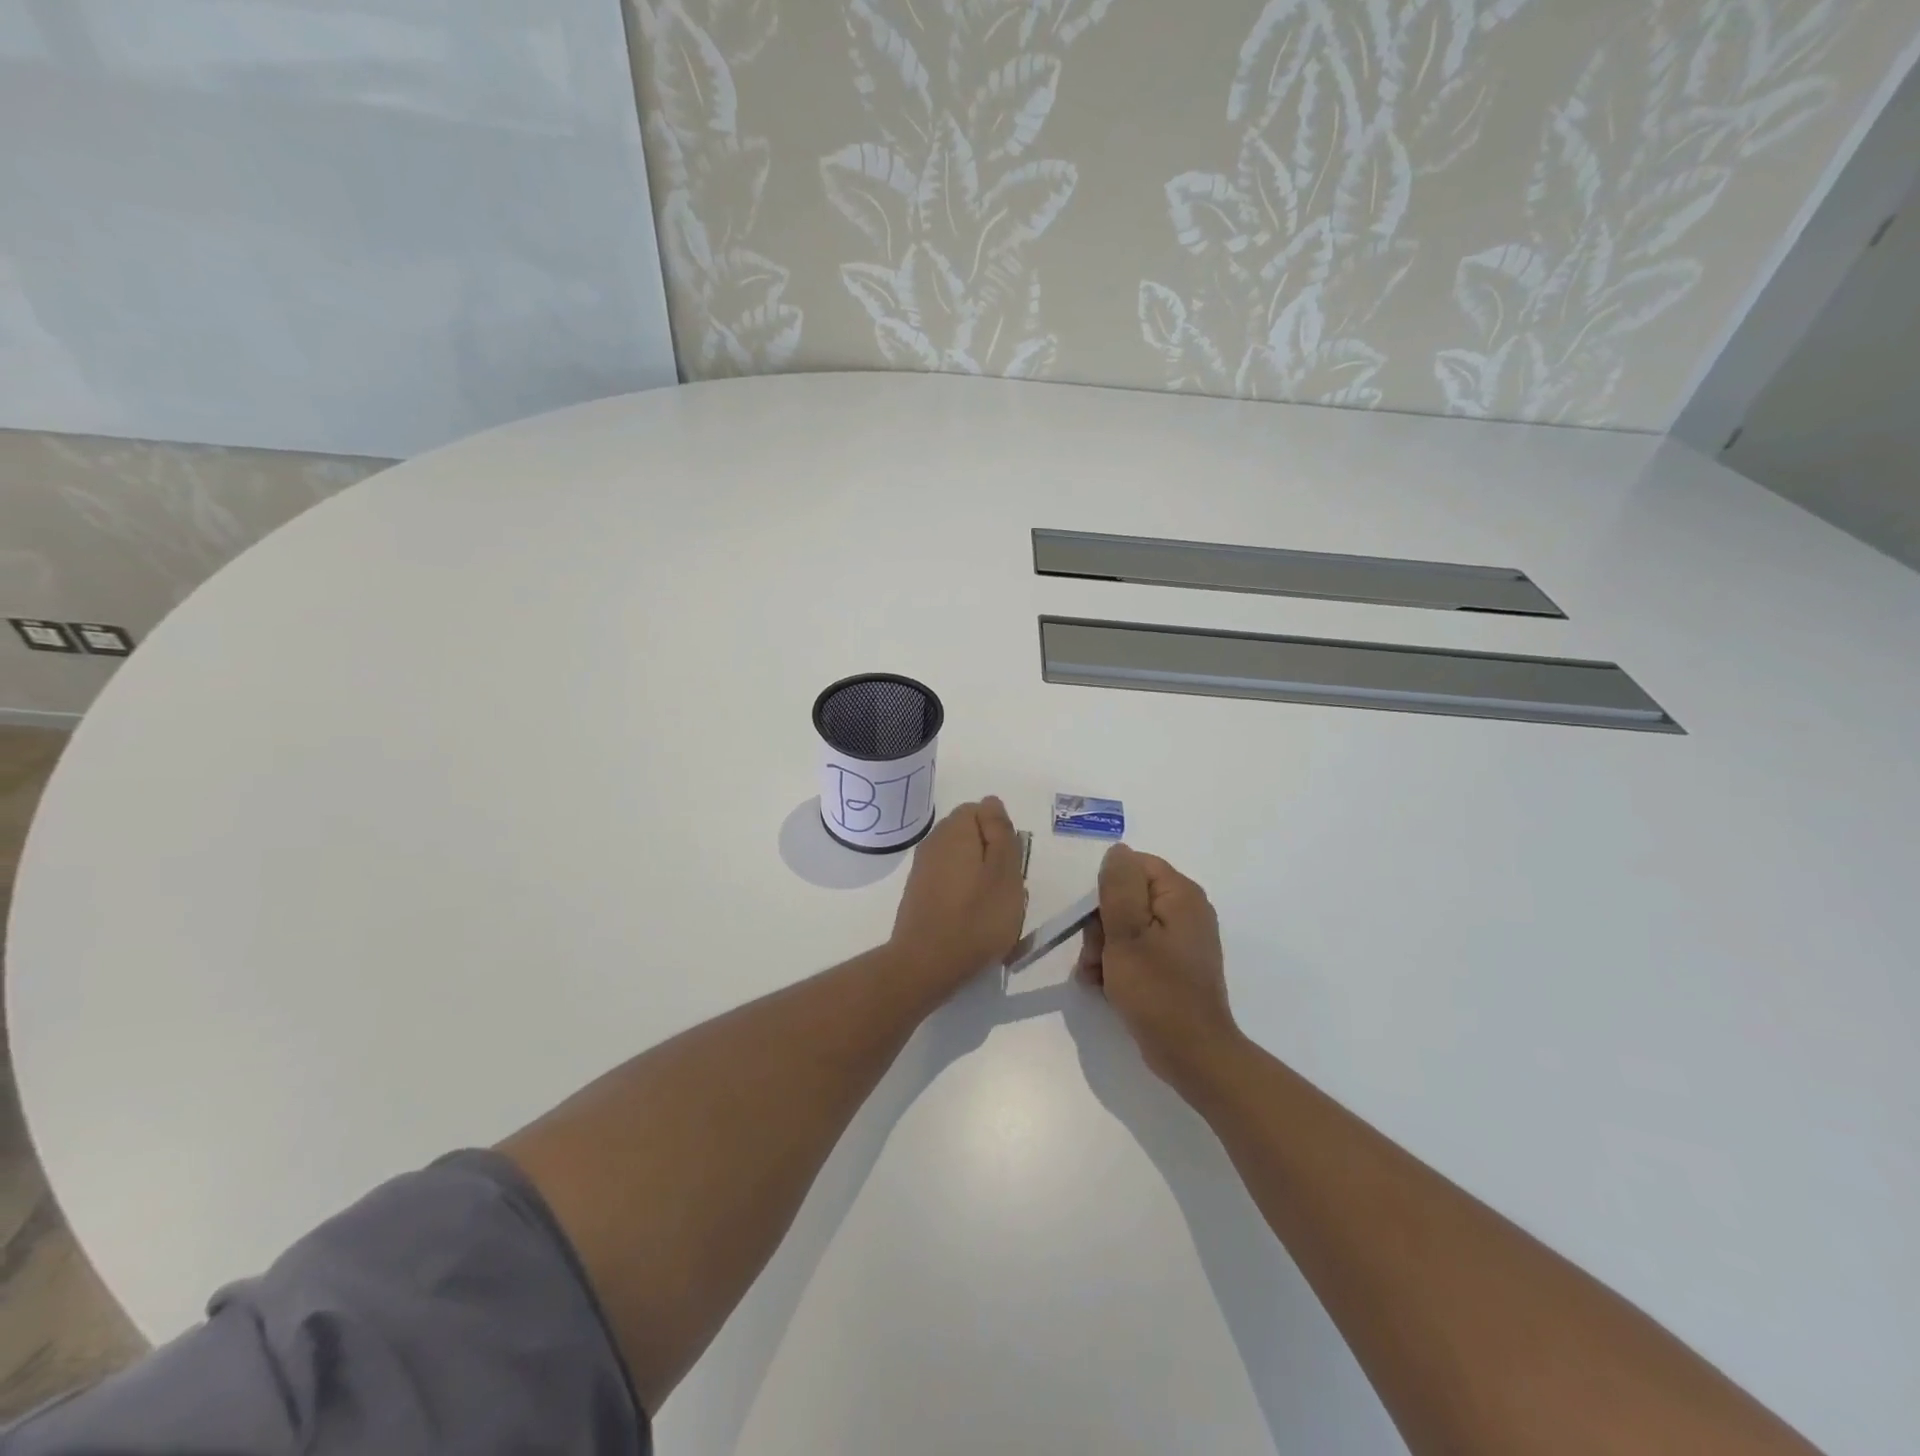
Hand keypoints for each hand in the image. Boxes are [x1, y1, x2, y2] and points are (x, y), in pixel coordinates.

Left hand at [889, 797, 1026, 996]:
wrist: (926, 963)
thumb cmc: (976, 916)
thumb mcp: (1005, 870)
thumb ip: (1000, 831)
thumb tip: (991, 802)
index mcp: (955, 830)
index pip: (982, 810)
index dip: (1002, 834)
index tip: (1011, 864)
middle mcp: (934, 841)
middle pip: (971, 836)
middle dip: (992, 857)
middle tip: (1006, 889)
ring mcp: (922, 868)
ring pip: (962, 861)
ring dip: (980, 879)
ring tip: (993, 910)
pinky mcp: (918, 893)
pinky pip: (949, 883)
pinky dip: (963, 896)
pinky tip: (972, 921)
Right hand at [1077, 843, 1240, 1086]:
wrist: (1192, 1055)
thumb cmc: (1156, 991)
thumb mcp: (1126, 934)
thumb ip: (1118, 887)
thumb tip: (1118, 850)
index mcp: (1181, 895)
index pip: (1134, 866)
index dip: (1107, 889)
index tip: (1094, 921)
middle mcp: (1186, 910)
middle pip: (1128, 897)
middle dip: (1101, 926)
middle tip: (1092, 957)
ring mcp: (1181, 940)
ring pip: (1127, 926)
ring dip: (1103, 949)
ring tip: (1094, 977)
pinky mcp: (1175, 966)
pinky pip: (1138, 950)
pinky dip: (1118, 964)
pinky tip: (1104, 987)